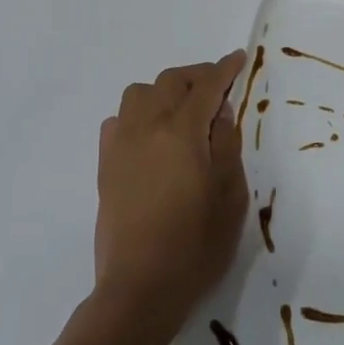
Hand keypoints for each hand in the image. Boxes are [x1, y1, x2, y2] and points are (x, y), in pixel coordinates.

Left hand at [94, 50, 248, 333]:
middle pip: (170, 81)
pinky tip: (151, 135)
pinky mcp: (105, 165)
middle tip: (217, 88)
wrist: (140, 286)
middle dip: (196, 76)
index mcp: (182, 133)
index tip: (238, 58)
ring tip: (183, 111)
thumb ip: (226, 146)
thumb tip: (220, 113)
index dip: (224, 69)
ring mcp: (121, 145)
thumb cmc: (196, 245)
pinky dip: (138, 114)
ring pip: (139, 94)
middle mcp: (146, 128)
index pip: (206, 87)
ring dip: (164, 91)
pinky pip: (119, 120)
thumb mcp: (230, 196)